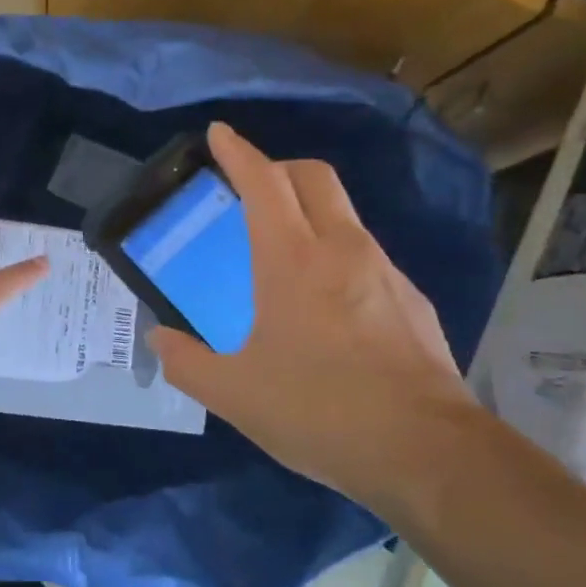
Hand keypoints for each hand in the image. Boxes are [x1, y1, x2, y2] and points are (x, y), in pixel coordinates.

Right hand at [148, 124, 478, 518]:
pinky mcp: (412, 301)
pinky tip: (328, 302)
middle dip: (278, 166)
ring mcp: (385, 272)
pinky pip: (367, 254)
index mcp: (292, 261)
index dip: (238, 152)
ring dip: (310, 209)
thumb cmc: (319, 411)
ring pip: (344, 213)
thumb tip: (159, 340)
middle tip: (249, 186)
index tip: (219, 133)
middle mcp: (342, 250)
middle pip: (313, 177)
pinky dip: (338, 252)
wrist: (427, 453)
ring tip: (283, 249)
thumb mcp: (234, 394)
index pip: (263, 182)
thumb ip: (186, 362)